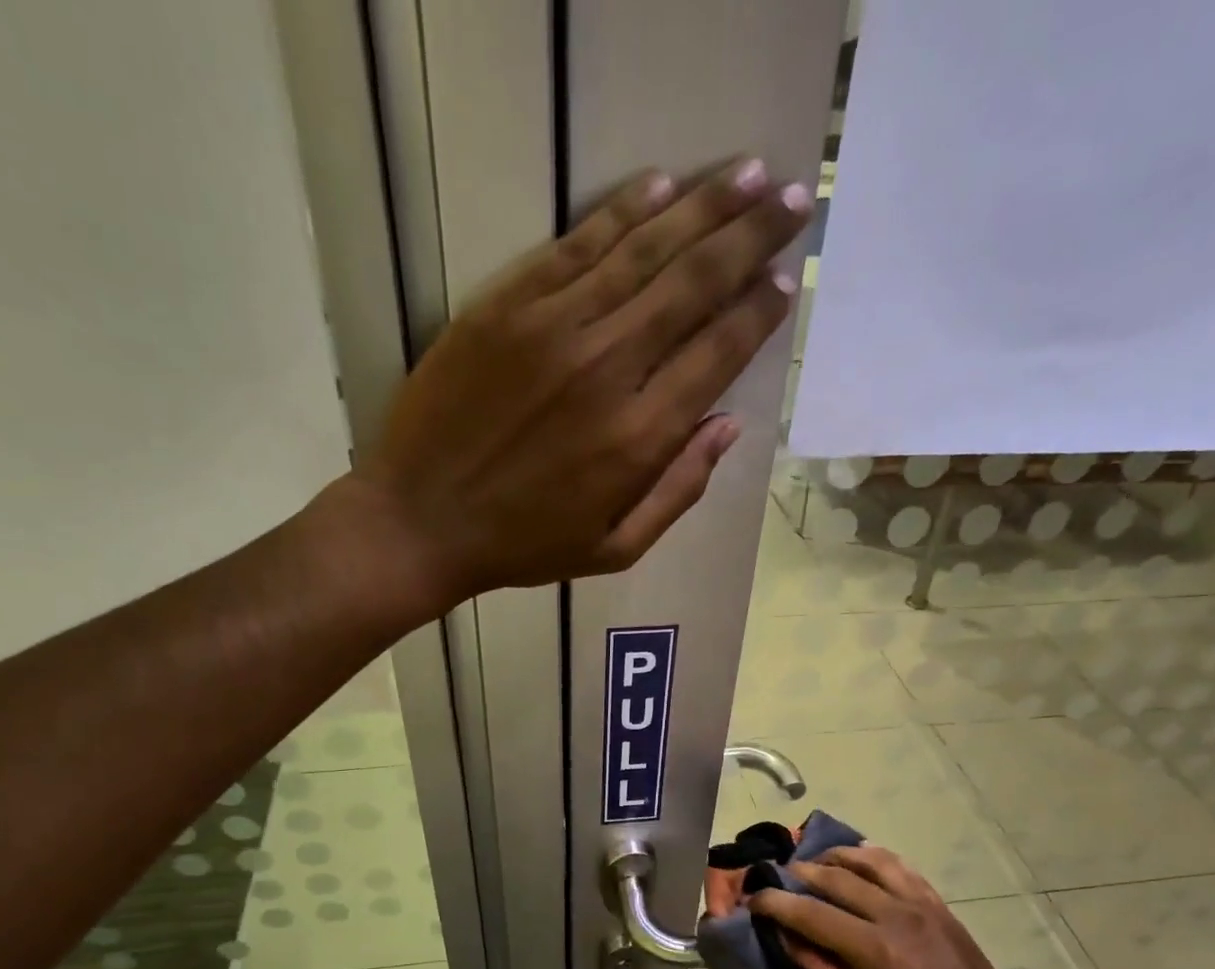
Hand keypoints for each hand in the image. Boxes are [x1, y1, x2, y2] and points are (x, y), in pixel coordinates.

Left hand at [357, 159, 811, 601]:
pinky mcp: (506, 306)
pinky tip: (659, 186)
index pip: (718, 352)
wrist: (421, 521)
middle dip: (751, 236)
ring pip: (644, 250)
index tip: (786, 281)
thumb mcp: (616, 548)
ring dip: (703, 207)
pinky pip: (577, 245)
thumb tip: (729, 426)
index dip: (758, 311)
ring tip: (748, 174)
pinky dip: (622, 212)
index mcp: (640, 437)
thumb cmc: (524, 546)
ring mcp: (554, 329)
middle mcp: (608, 369)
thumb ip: (679, 490)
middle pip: (695, 284)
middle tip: (793, 197)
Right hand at [749, 846, 1069, 968]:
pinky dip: (875, 858)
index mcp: (876, 951)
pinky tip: (861, 860)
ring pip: (869, 861)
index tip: (752, 900)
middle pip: (834, 878)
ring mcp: (923, 906)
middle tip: (776, 881)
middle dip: (798, 875)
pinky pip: (902, 868)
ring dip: (835, 858)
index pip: (810, 913)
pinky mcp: (941, 907)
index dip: (774, 903)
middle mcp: (896, 916)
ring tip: (815, 865)